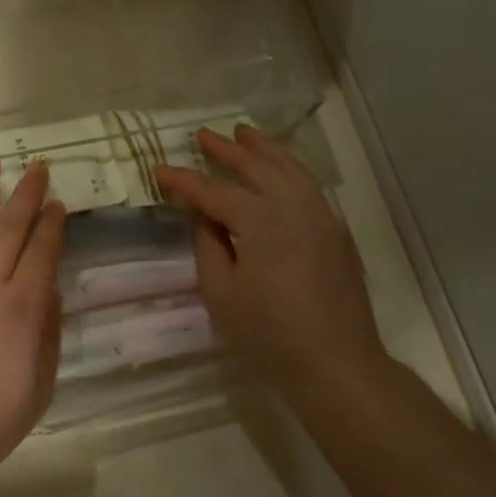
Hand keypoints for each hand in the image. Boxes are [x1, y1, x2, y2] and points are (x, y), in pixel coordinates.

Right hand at [155, 126, 387, 405]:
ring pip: (290, 167)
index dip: (183, 180)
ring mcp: (321, 215)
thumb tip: (205, 216)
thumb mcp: (220, 293)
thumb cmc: (268, 334)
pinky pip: (309, 184)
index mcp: (260, 221)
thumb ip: (208, 245)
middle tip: (202, 134)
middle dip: (226, 149)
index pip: (213, 191)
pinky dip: (290, 166)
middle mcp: (293, 207)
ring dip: (264, 148)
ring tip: (244, 133)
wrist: (337, 364)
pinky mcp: (337, 230)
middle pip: (256, 167)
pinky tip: (280, 167)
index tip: (158, 169)